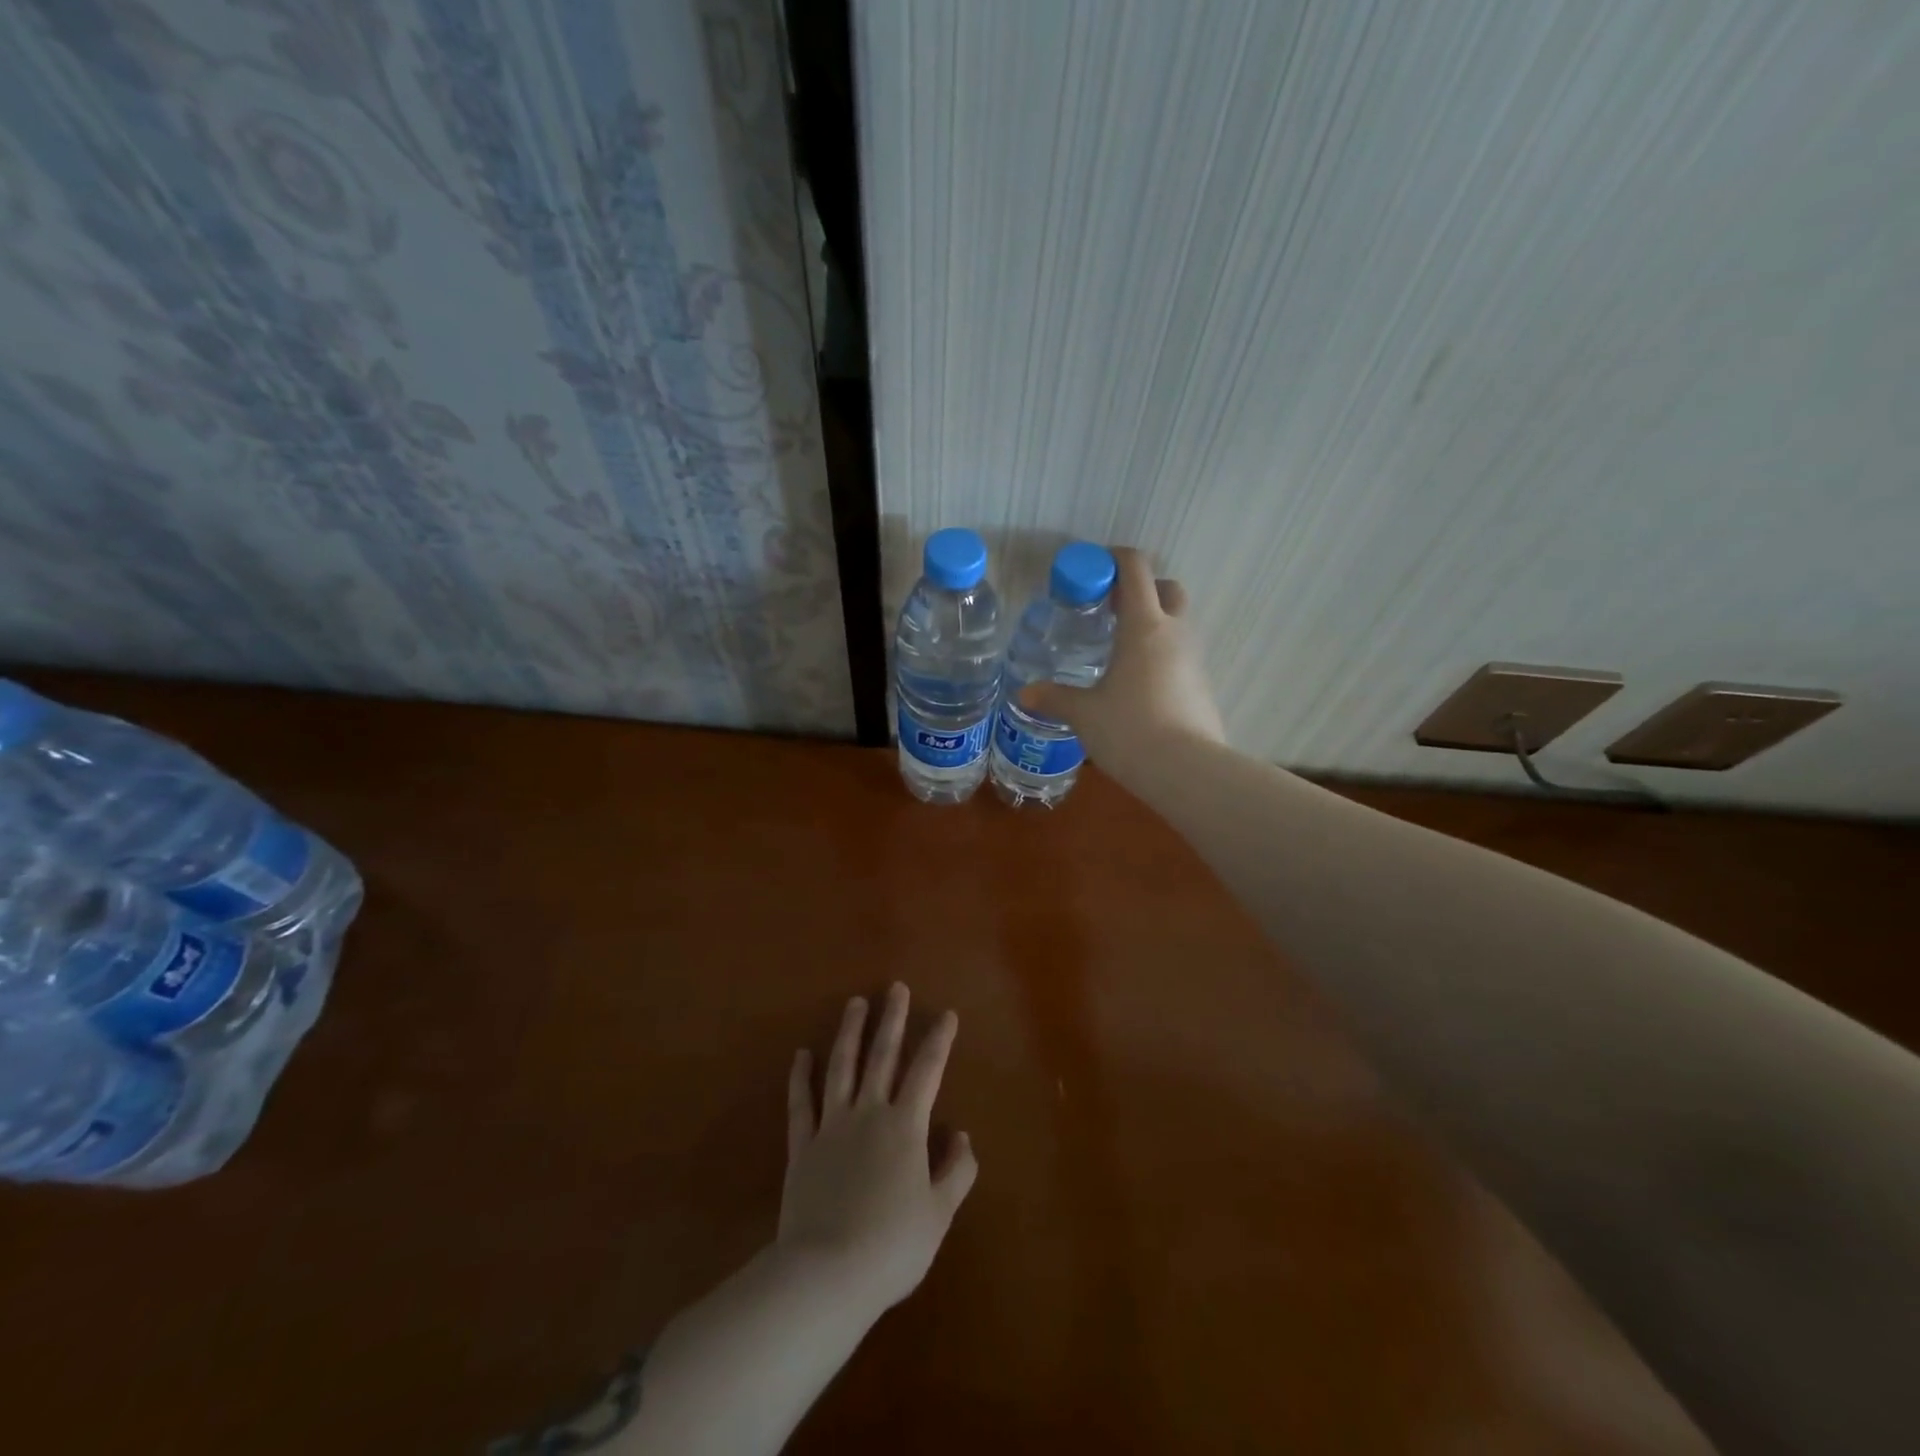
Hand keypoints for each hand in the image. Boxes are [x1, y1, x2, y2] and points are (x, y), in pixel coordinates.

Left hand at [778, 984, 977, 1316]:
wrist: (827, 1273)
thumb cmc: (892, 1245)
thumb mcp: (938, 1214)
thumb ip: (956, 1171)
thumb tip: (962, 1136)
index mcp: (905, 1126)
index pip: (927, 1071)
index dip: (939, 1041)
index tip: (947, 1014)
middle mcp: (869, 1113)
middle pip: (882, 1056)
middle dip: (892, 1019)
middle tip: (896, 988)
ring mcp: (832, 1126)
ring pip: (841, 1067)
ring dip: (849, 1032)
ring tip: (855, 1003)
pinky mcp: (802, 1146)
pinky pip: (801, 1104)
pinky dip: (800, 1077)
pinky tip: (801, 1054)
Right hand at [1020, 546, 1225, 777]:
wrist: (1186, 771)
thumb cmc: (1129, 729)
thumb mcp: (1084, 714)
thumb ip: (1055, 698)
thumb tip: (1025, 694)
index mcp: (1143, 626)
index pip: (1135, 570)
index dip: (1115, 559)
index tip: (1093, 568)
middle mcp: (1174, 633)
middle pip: (1167, 589)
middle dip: (1143, 589)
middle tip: (1111, 609)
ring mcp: (1195, 660)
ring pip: (1178, 623)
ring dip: (1154, 624)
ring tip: (1120, 650)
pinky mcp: (1203, 686)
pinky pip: (1182, 656)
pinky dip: (1162, 656)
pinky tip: (1138, 684)